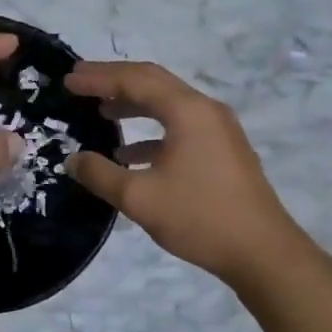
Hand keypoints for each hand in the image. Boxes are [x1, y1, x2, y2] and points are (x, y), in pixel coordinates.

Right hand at [63, 61, 308, 288]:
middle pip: (152, 82)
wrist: (264, 253)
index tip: (68, 79)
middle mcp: (205, 110)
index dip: (98, 77)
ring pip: (167, 104)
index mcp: (187, 111)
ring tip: (100, 111)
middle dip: (114, 80)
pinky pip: (180, 126)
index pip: (134, 80)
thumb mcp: (139, 198)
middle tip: (80, 82)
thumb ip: (100, 174)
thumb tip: (72, 159)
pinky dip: (151, 132)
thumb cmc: (200, 217)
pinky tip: (129, 155)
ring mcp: (218, 129)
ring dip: (132, 104)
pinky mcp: (223, 150)